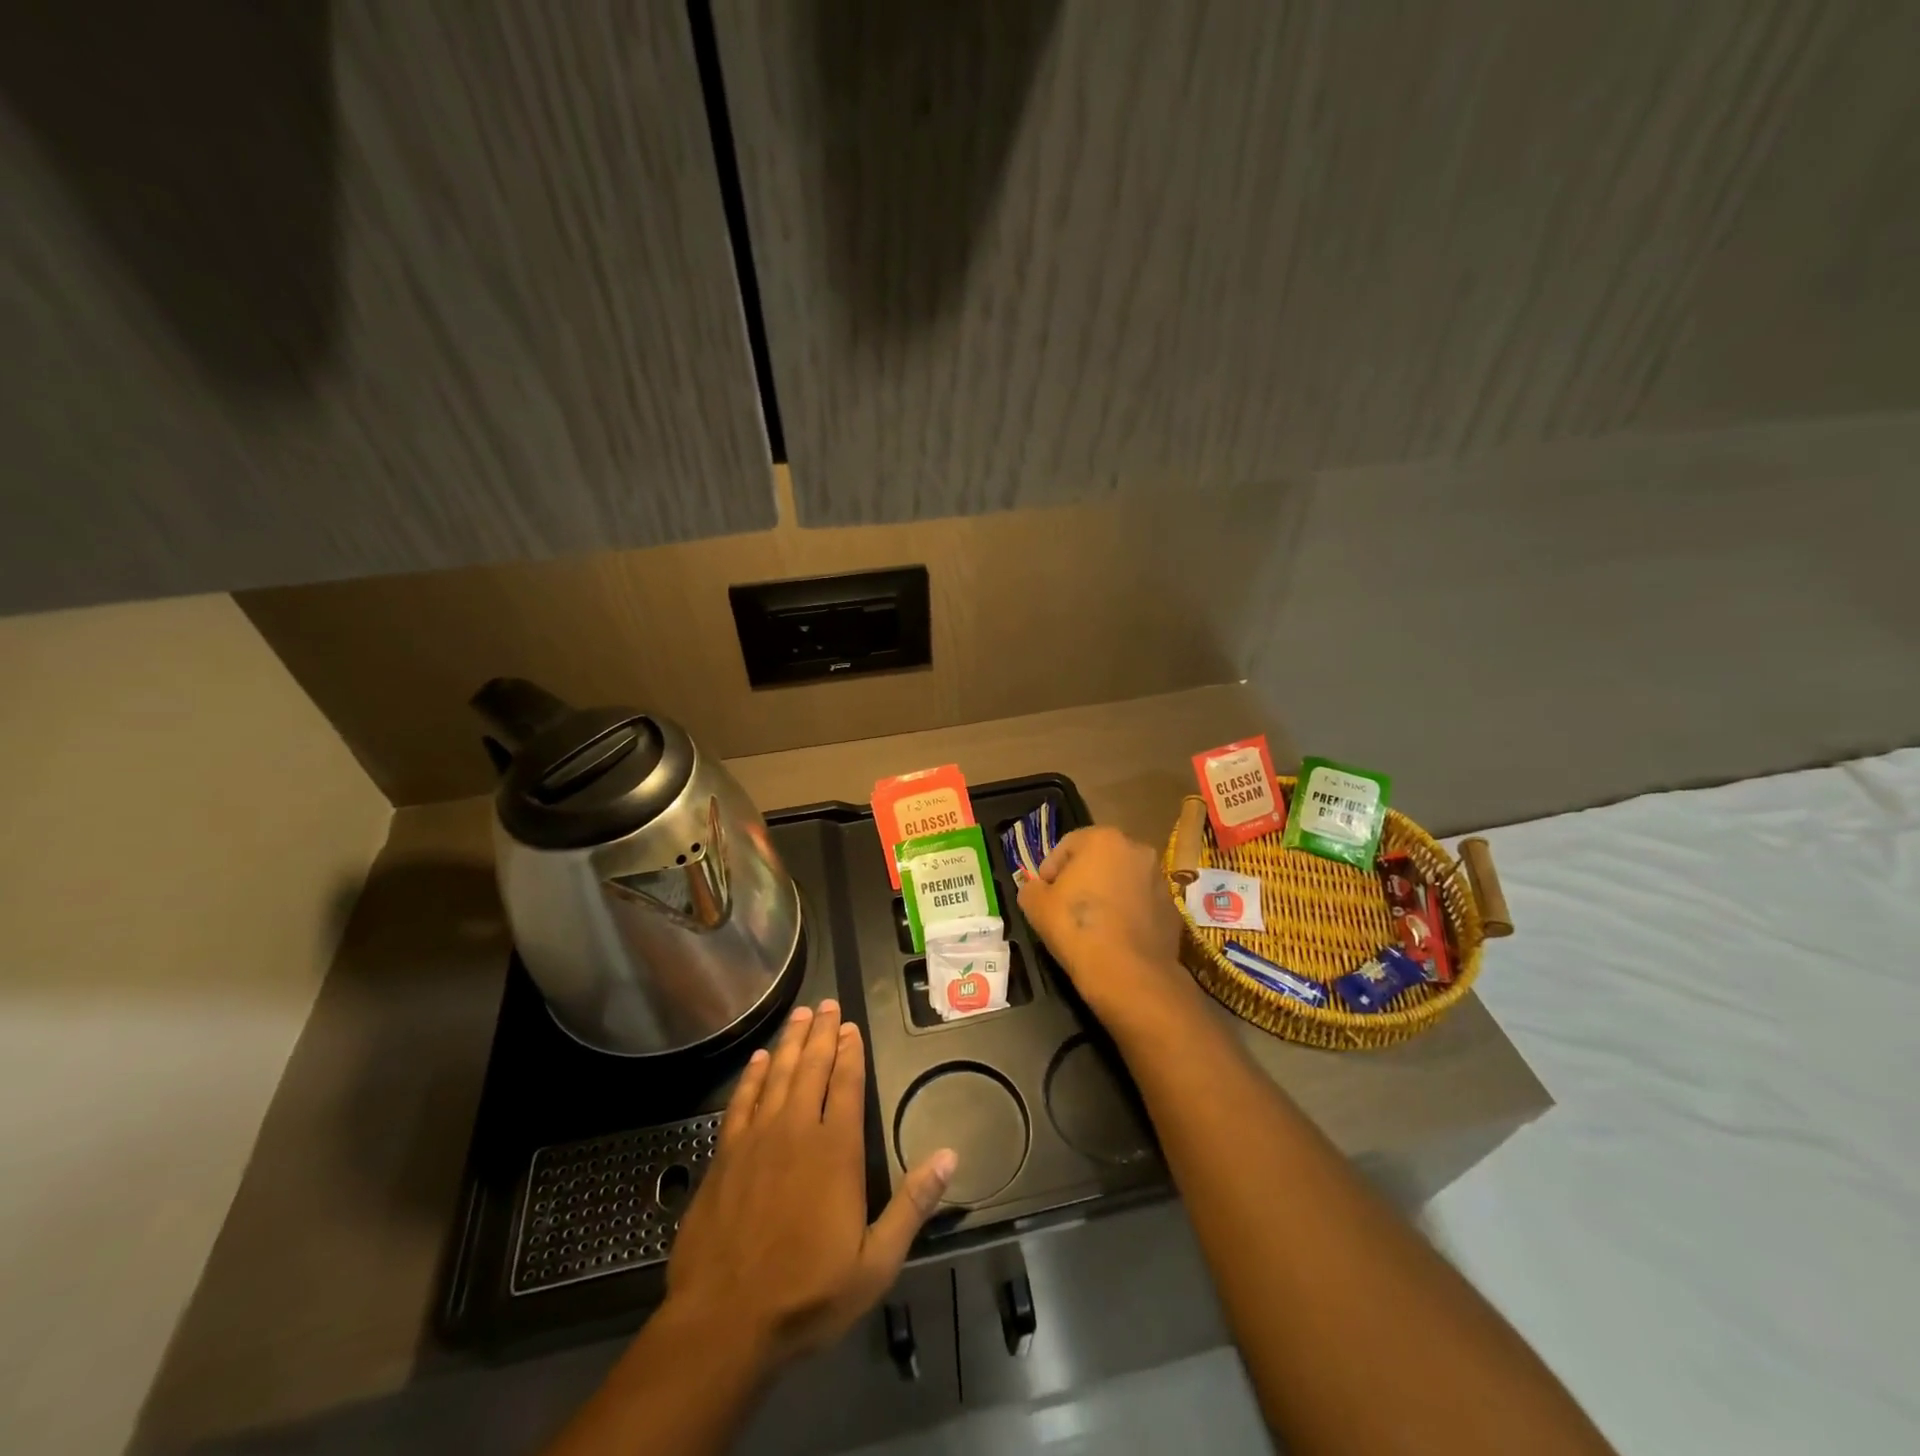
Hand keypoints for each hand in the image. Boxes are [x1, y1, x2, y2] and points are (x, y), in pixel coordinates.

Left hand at [665, 1000, 955, 1372]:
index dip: (851, 1052)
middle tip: (827, 1003)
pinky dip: (752, 1076)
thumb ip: (912, 1205)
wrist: (723, 1323)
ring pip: (777, 1075)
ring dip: (791, 1042)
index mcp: (835, 1151)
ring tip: (801, 1015)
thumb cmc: (806, 1295)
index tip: (853, 1026)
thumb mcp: (875, 1263)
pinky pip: (741, 1101)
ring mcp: (757, 1140)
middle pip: (812, 1068)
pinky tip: (759, 1059)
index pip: (847, 1085)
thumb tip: (950, 1156)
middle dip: (823, 1033)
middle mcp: (796, 1131)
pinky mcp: (725, 1155)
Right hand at [1016, 826, 1194, 1019]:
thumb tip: (1036, 889)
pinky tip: (1115, 937)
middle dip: (1082, 878)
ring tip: (1092, 924)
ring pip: (1123, 880)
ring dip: (1107, 894)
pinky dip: (1128, 913)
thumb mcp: (1035, 905)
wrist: (1129, 974)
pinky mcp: (1172, 908)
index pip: (1068, 845)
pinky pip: (1141, 904)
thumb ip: (1031, 888)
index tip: (1044, 894)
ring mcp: (1159, 879)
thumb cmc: (1077, 928)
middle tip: (1066, 906)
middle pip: (1099, 859)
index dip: (1050, 869)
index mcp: (1103, 839)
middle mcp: (1137, 850)